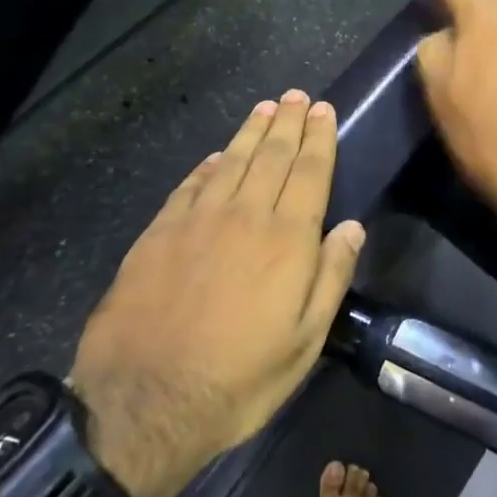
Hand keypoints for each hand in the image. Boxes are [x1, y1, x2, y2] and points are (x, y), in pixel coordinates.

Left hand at [69, 92, 364, 496]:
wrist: (145, 401)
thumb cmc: (239, 378)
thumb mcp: (304, 342)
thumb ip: (330, 277)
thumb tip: (351, 227)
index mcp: (286, 240)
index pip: (309, 173)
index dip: (318, 139)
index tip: (323, 110)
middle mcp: (244, 216)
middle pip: (271, 157)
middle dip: (287, 123)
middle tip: (296, 96)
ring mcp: (197, 221)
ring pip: (230, 161)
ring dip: (250, 132)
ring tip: (264, 108)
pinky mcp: (159, 233)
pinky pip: (190, 185)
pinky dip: (207, 165)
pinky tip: (215, 155)